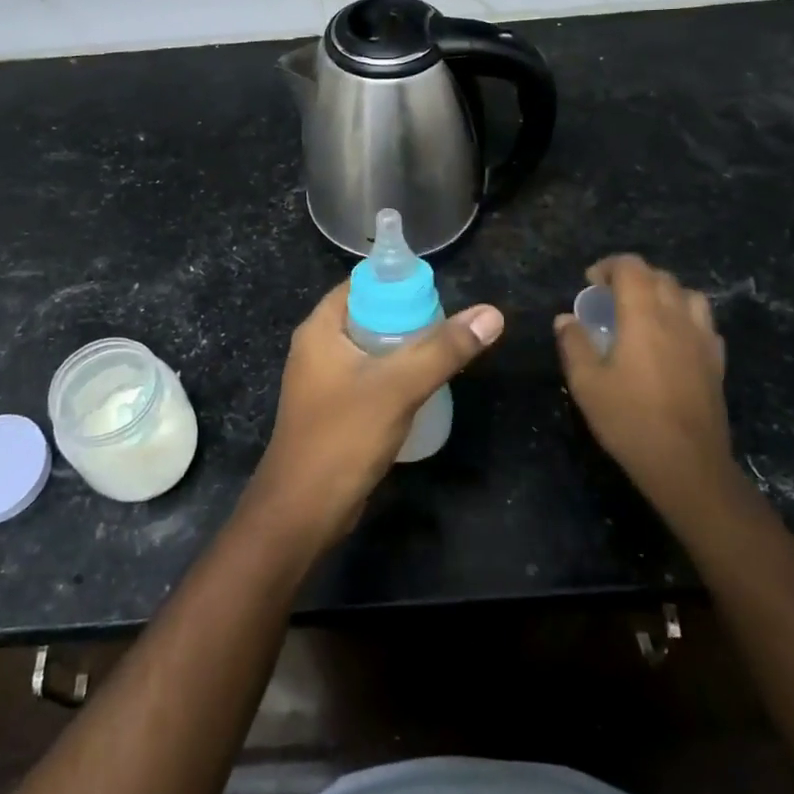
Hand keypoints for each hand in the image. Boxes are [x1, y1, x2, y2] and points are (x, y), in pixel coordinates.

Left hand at [246, 282, 503, 552]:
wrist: (302, 512)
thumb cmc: (342, 437)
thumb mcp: (397, 387)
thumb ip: (443, 349)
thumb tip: (491, 313)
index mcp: (320, 328)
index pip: (362, 284)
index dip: (399, 282)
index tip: (439, 291)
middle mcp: (317, 347)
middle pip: (369, 315)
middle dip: (409, 317)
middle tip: (450, 325)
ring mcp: (323, 380)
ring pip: (371, 349)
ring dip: (404, 349)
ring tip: (445, 354)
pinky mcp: (334, 409)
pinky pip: (369, 378)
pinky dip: (395, 376)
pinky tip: (424, 388)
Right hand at [555, 255, 731, 510]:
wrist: (686, 464)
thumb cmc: (629, 419)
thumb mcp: (586, 383)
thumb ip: (574, 344)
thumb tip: (566, 319)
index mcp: (643, 316)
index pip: (632, 267)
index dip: (609, 266)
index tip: (591, 283)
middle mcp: (677, 317)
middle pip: (660, 276)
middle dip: (633, 277)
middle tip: (611, 298)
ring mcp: (702, 339)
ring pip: (688, 295)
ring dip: (664, 293)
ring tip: (645, 312)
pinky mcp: (716, 361)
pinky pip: (704, 322)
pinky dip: (685, 318)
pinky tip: (672, 339)